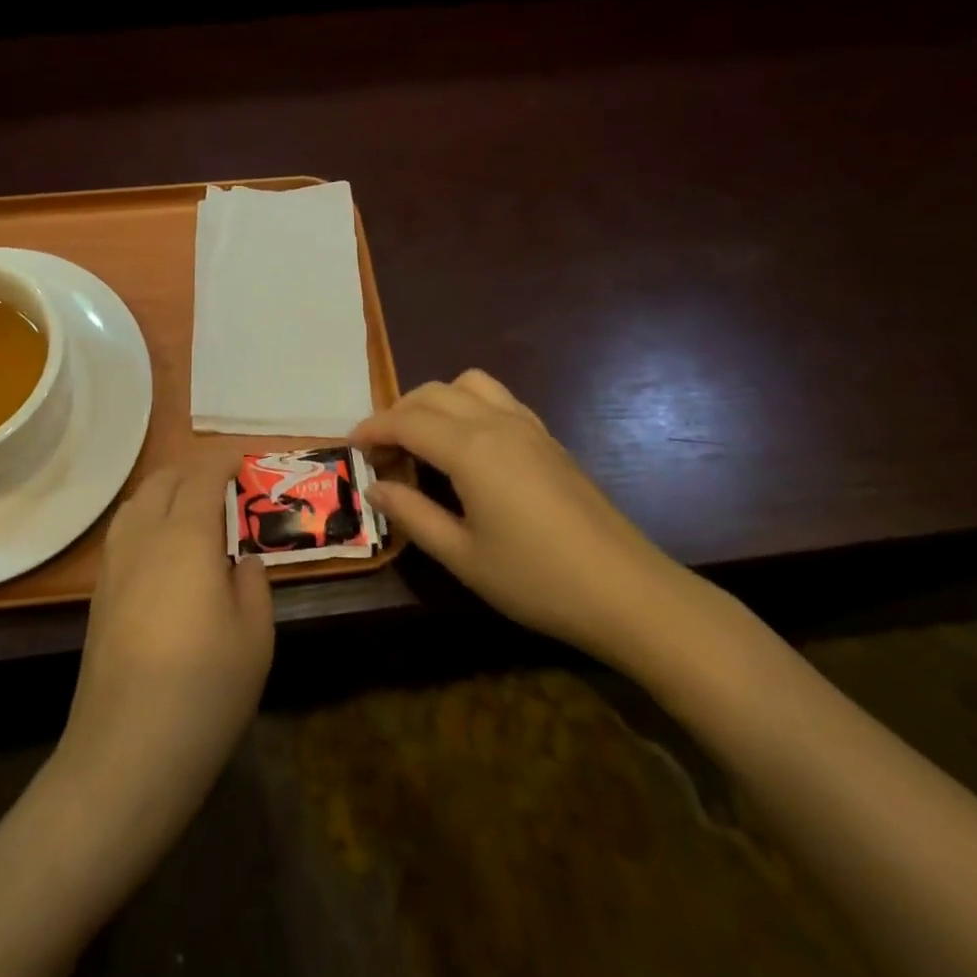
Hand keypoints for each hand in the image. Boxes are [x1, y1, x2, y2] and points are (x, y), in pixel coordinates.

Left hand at [59, 466, 273, 828]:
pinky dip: (146, 517)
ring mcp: (115, 564)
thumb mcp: (255, 636)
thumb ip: (252, 583)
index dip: (223, 460)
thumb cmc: (204, 690)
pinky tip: (163, 548)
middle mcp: (144, 537)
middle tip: (225, 484)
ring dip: (165, 490)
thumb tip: (239, 559)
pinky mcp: (99, 594)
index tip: (244, 459)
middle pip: (163, 480)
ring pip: (136, 502)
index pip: (202, 476)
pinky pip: (124, 531)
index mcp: (186, 536)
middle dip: (194, 470)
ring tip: (192, 508)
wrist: (126, 753)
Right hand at [352, 370, 709, 672]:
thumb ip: (413, 515)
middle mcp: (496, 422)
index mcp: (470, 448)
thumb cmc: (536, 579)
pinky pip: (497, 398)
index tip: (350, 446)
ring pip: (467, 385)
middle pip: (432, 394)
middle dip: (398, 413)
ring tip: (422, 439)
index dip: (372, 428)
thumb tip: (376, 487)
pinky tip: (467, 446)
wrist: (626, 591)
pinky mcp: (548, 437)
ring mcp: (527, 426)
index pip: (406, 420)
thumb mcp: (463, 556)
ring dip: (434, 400)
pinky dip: (467, 405)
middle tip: (381, 451)